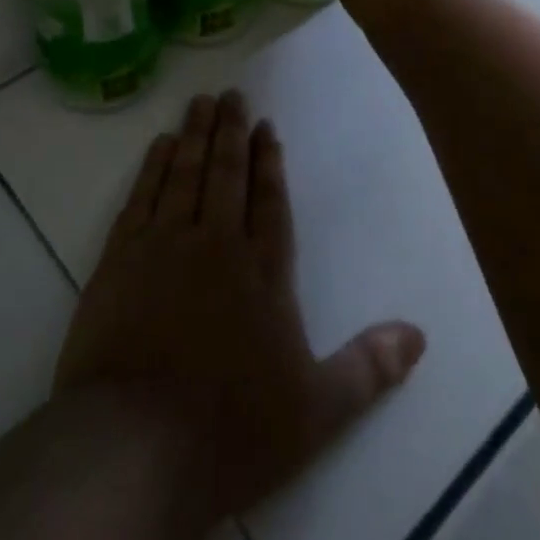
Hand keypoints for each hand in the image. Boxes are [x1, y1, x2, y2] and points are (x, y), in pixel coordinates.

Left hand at [55, 91, 424, 519]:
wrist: (134, 445)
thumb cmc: (232, 429)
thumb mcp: (317, 411)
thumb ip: (368, 368)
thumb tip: (419, 336)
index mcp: (262, 271)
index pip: (269, 199)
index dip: (269, 159)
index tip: (264, 125)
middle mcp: (215, 243)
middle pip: (226, 173)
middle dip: (230, 131)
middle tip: (231, 93)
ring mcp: (163, 245)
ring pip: (183, 173)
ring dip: (194, 135)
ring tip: (199, 102)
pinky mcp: (120, 258)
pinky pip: (141, 196)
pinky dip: (151, 166)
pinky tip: (158, 146)